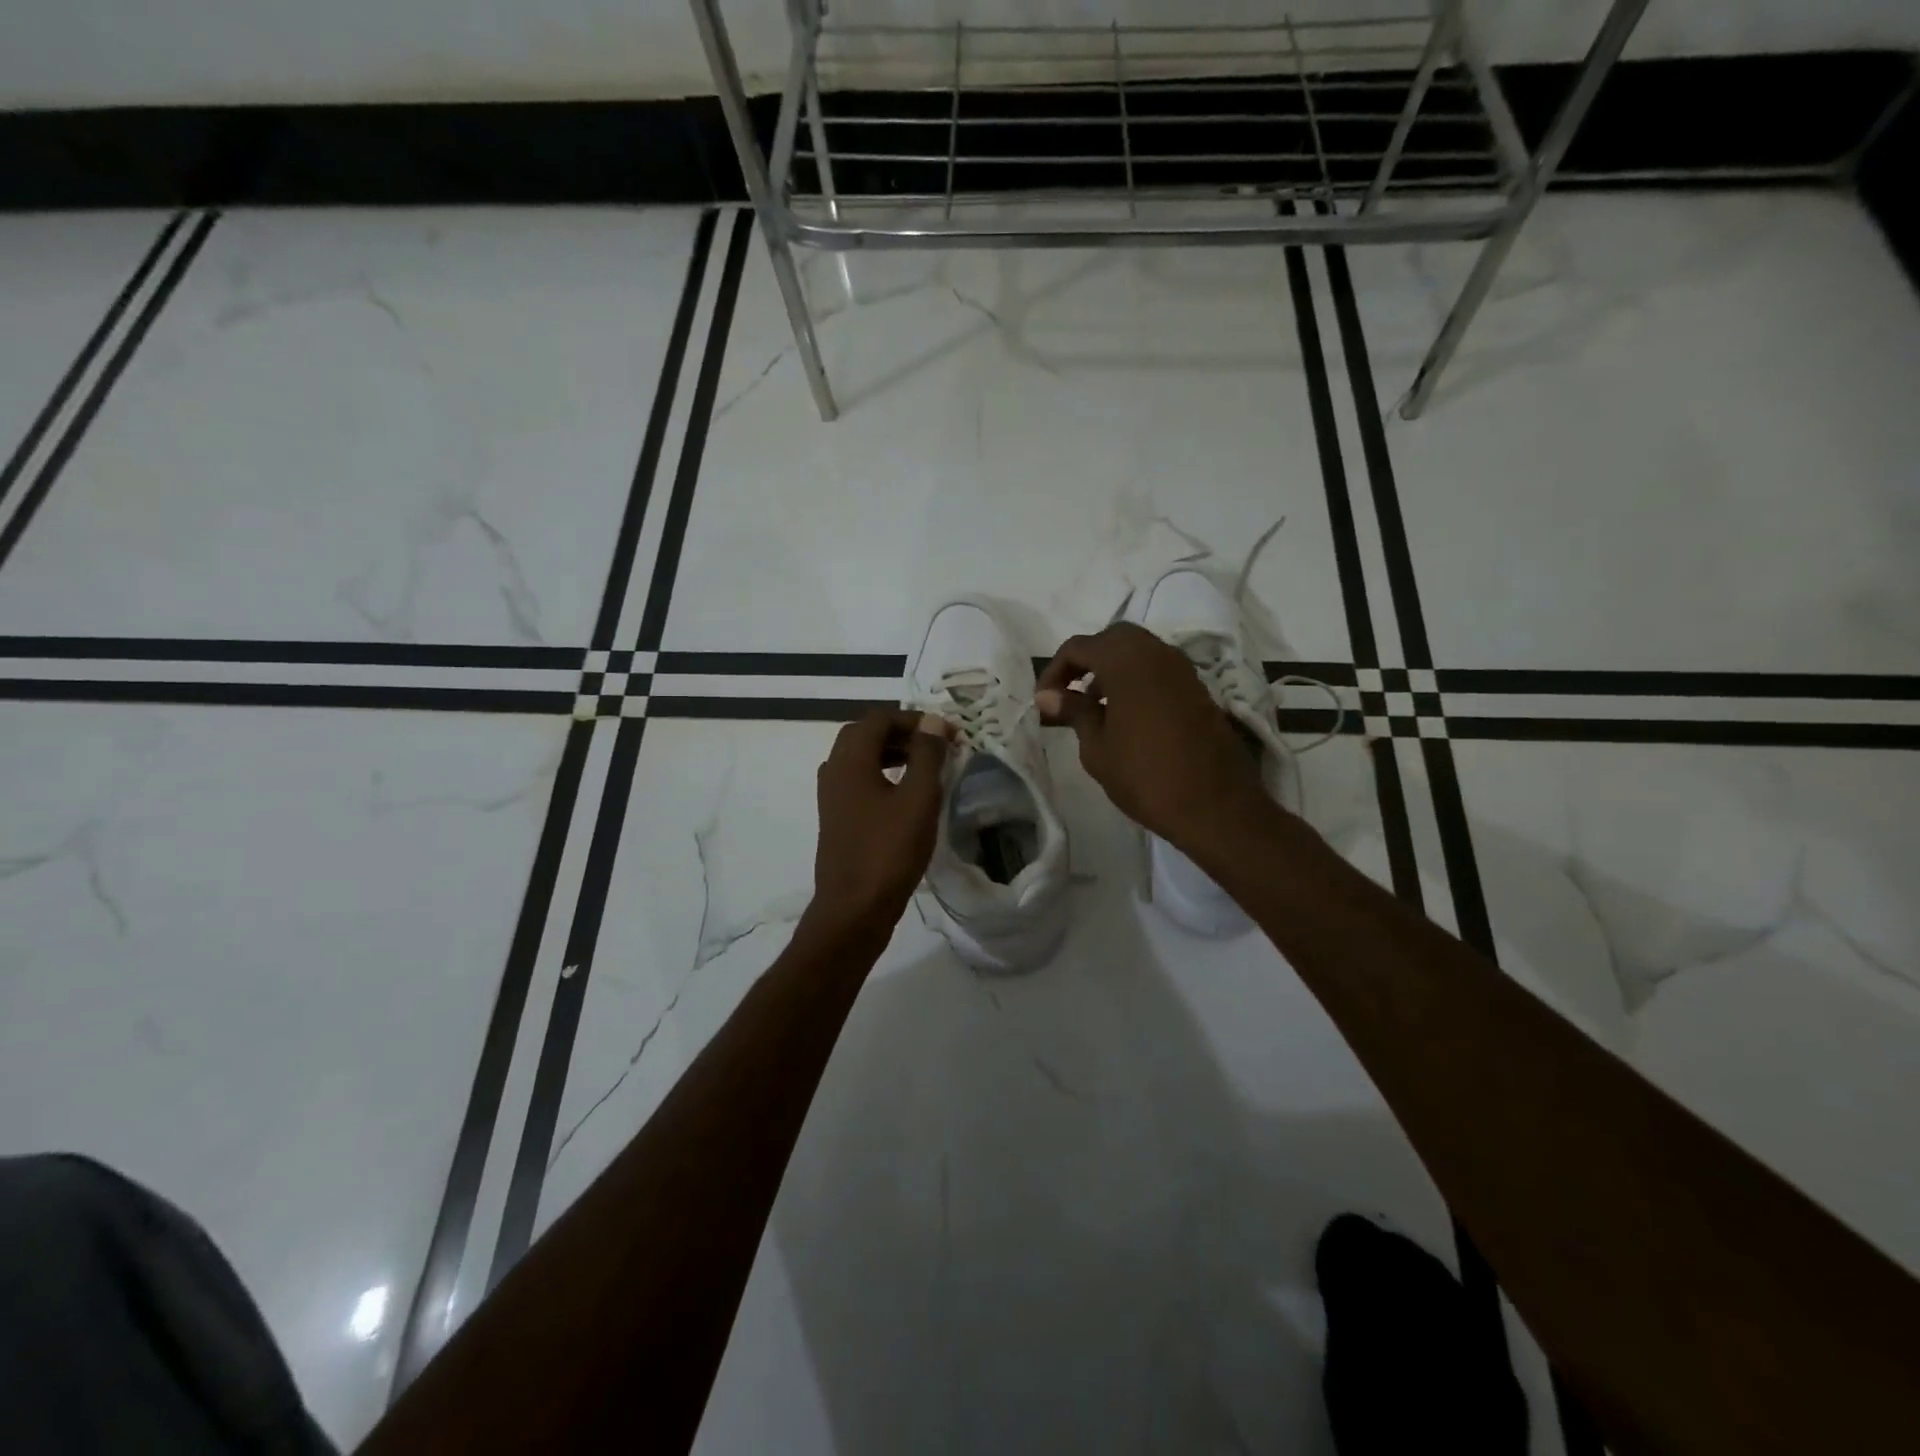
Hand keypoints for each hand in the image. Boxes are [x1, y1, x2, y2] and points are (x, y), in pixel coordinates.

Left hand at [808, 708, 952, 943]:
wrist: (854, 909)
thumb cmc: (889, 851)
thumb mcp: (918, 799)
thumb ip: (927, 755)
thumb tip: (933, 721)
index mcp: (850, 760)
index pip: (879, 718)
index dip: (915, 719)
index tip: (947, 733)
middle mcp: (834, 770)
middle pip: (865, 734)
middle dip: (901, 733)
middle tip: (934, 745)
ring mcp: (831, 796)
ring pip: (860, 758)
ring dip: (891, 753)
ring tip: (925, 766)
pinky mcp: (836, 817)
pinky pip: (858, 780)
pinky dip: (882, 774)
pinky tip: (906, 795)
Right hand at [1035, 623, 1273, 853]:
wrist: (1216, 807)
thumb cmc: (1146, 777)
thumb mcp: (1097, 748)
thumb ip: (1074, 712)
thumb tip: (1048, 696)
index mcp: (1127, 661)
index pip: (1079, 646)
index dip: (1054, 671)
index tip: (1043, 701)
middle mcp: (1157, 653)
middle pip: (1112, 639)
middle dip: (1086, 660)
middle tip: (1068, 694)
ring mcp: (1182, 670)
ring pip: (1138, 651)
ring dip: (1111, 669)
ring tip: (1093, 708)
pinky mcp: (1198, 689)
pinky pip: (1158, 669)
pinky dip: (1135, 680)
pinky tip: (1125, 716)